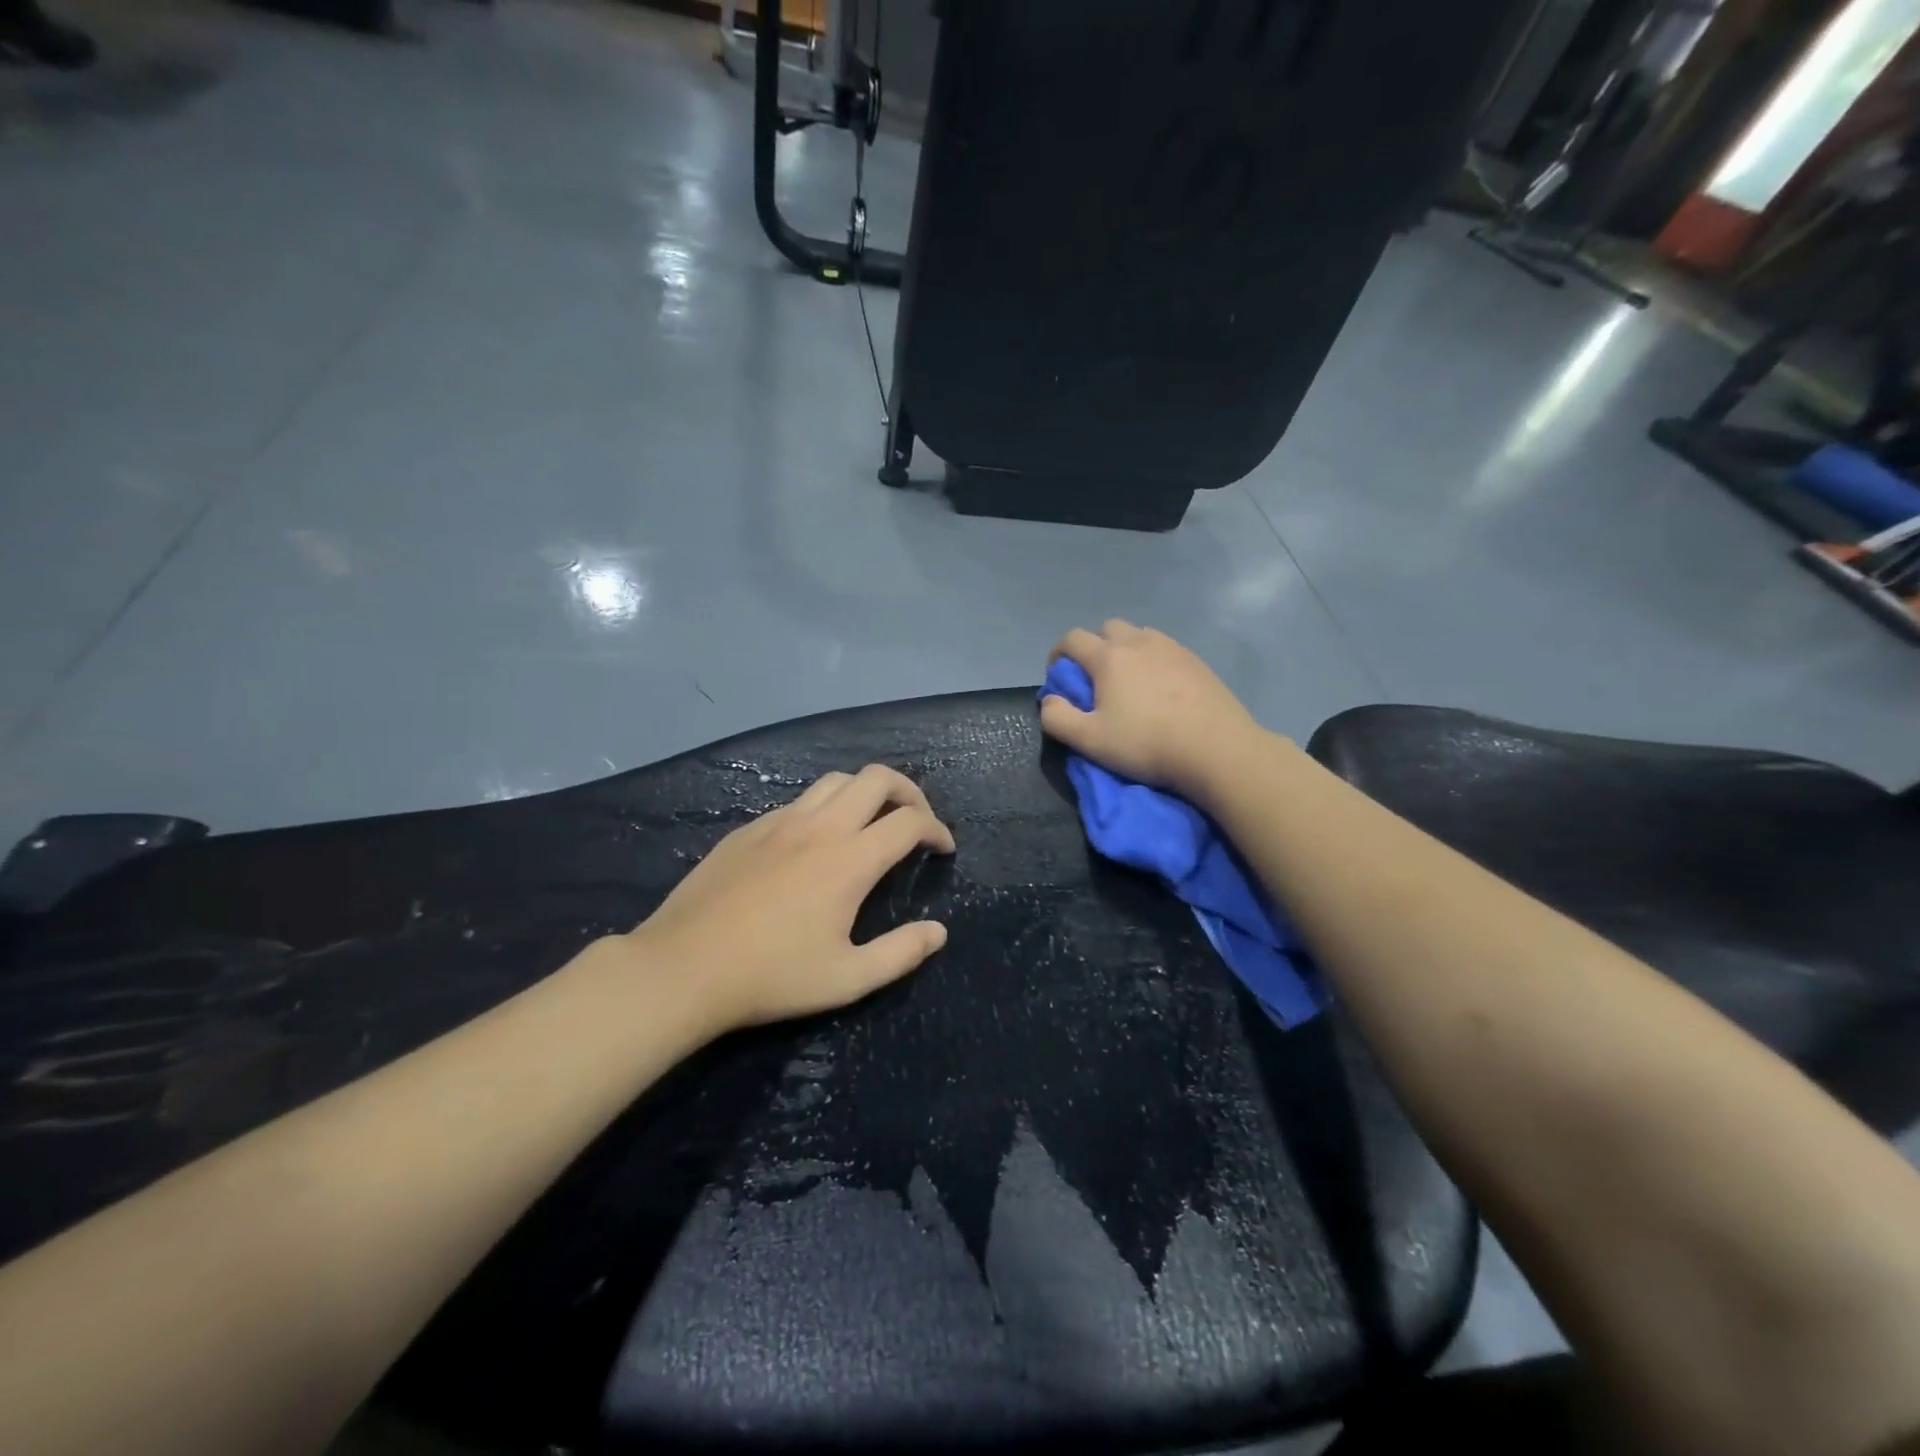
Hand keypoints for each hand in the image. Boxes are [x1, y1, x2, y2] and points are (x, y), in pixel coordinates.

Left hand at [625, 765, 955, 1035]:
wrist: (683, 967)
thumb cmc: (771, 976)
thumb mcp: (847, 979)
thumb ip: (901, 953)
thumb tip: (939, 932)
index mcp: (850, 859)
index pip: (909, 821)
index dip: (935, 829)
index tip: (942, 849)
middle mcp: (820, 827)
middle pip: (876, 778)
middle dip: (908, 791)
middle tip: (915, 820)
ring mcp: (780, 822)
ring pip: (835, 780)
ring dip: (865, 792)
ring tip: (870, 822)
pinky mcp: (749, 829)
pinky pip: (799, 801)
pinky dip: (824, 807)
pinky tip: (815, 842)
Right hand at [1041, 620, 1264, 795]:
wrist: (1216, 748)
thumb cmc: (1146, 743)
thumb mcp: (1090, 741)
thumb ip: (1058, 718)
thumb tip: (1049, 701)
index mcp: (1109, 657)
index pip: (1072, 639)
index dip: (1058, 653)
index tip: (1058, 675)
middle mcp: (1139, 642)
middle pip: (1108, 628)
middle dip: (1094, 646)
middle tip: (1095, 678)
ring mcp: (1172, 649)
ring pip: (1140, 636)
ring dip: (1126, 650)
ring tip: (1129, 682)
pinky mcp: (1198, 662)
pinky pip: (1166, 650)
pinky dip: (1154, 661)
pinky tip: (1161, 690)